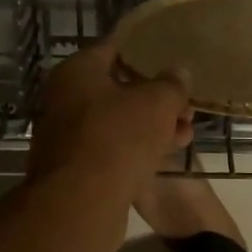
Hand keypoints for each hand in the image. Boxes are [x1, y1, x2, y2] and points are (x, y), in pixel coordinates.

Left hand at [28, 37, 192, 191]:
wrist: (80, 204)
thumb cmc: (118, 137)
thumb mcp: (157, 103)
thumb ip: (172, 83)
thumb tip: (179, 71)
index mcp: (77, 71)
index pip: (114, 47)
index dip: (146, 50)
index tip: (171, 56)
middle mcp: (65, 98)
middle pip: (117, 87)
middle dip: (155, 96)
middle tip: (186, 104)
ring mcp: (68, 134)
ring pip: (118, 120)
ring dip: (152, 124)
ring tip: (186, 131)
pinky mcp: (75, 166)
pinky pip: (112, 146)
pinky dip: (137, 146)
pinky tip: (167, 153)